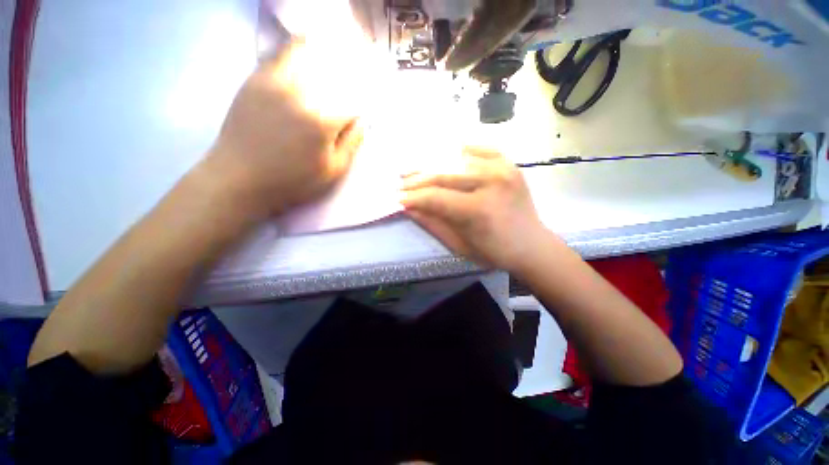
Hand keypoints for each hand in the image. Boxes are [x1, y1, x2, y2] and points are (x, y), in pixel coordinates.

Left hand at [205, 39, 363, 217]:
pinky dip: (296, 48)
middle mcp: (300, 92)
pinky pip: (279, 54)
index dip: (362, 100)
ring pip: (305, 52)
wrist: (240, 178)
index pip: (352, 100)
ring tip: (334, 50)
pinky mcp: (255, 79)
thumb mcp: (332, 171)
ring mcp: (274, 81)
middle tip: (357, 67)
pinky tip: (305, 48)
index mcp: (322, 120)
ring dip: (323, 51)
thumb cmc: (293, 181)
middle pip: (332, 70)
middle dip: (348, 71)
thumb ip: (351, 144)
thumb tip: (362, 121)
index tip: (364, 103)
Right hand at [401, 147, 550, 271]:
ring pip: (457, 159)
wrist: (531, 245)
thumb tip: (408, 208)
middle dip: (417, 179)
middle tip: (401, 182)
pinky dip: (461, 150)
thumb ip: (432, 223)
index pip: (435, 197)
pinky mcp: (509, 164)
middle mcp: (490, 183)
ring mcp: (502, 169)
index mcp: (478, 210)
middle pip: (443, 175)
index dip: (413, 197)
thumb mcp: (459, 245)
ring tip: (416, 168)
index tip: (397, 198)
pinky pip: (480, 149)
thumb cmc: (493, 252)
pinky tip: (446, 153)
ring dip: (433, 164)